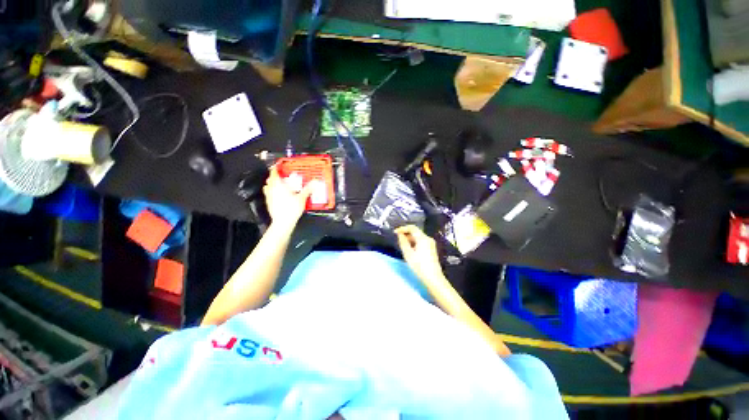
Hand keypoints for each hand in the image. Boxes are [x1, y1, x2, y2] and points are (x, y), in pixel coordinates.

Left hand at [263, 166, 312, 229]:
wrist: (283, 222)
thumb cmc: (291, 208)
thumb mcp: (302, 198)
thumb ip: (308, 189)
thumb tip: (316, 181)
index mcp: (278, 185)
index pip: (274, 173)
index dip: (276, 168)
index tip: (279, 166)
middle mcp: (271, 189)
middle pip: (270, 180)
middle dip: (275, 177)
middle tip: (282, 177)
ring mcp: (269, 197)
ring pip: (268, 187)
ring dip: (273, 185)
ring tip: (280, 186)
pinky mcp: (269, 203)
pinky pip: (269, 195)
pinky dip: (273, 193)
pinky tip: (279, 196)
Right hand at [395, 225, 446, 286]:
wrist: (433, 279)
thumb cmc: (419, 266)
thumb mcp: (408, 254)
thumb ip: (403, 242)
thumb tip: (400, 235)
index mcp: (423, 238)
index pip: (412, 228)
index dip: (403, 228)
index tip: (395, 232)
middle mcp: (428, 239)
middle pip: (415, 232)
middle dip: (406, 234)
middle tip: (397, 240)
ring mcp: (431, 244)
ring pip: (418, 237)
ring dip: (409, 239)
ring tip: (402, 246)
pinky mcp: (431, 249)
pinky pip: (421, 242)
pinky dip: (414, 243)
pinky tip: (410, 250)